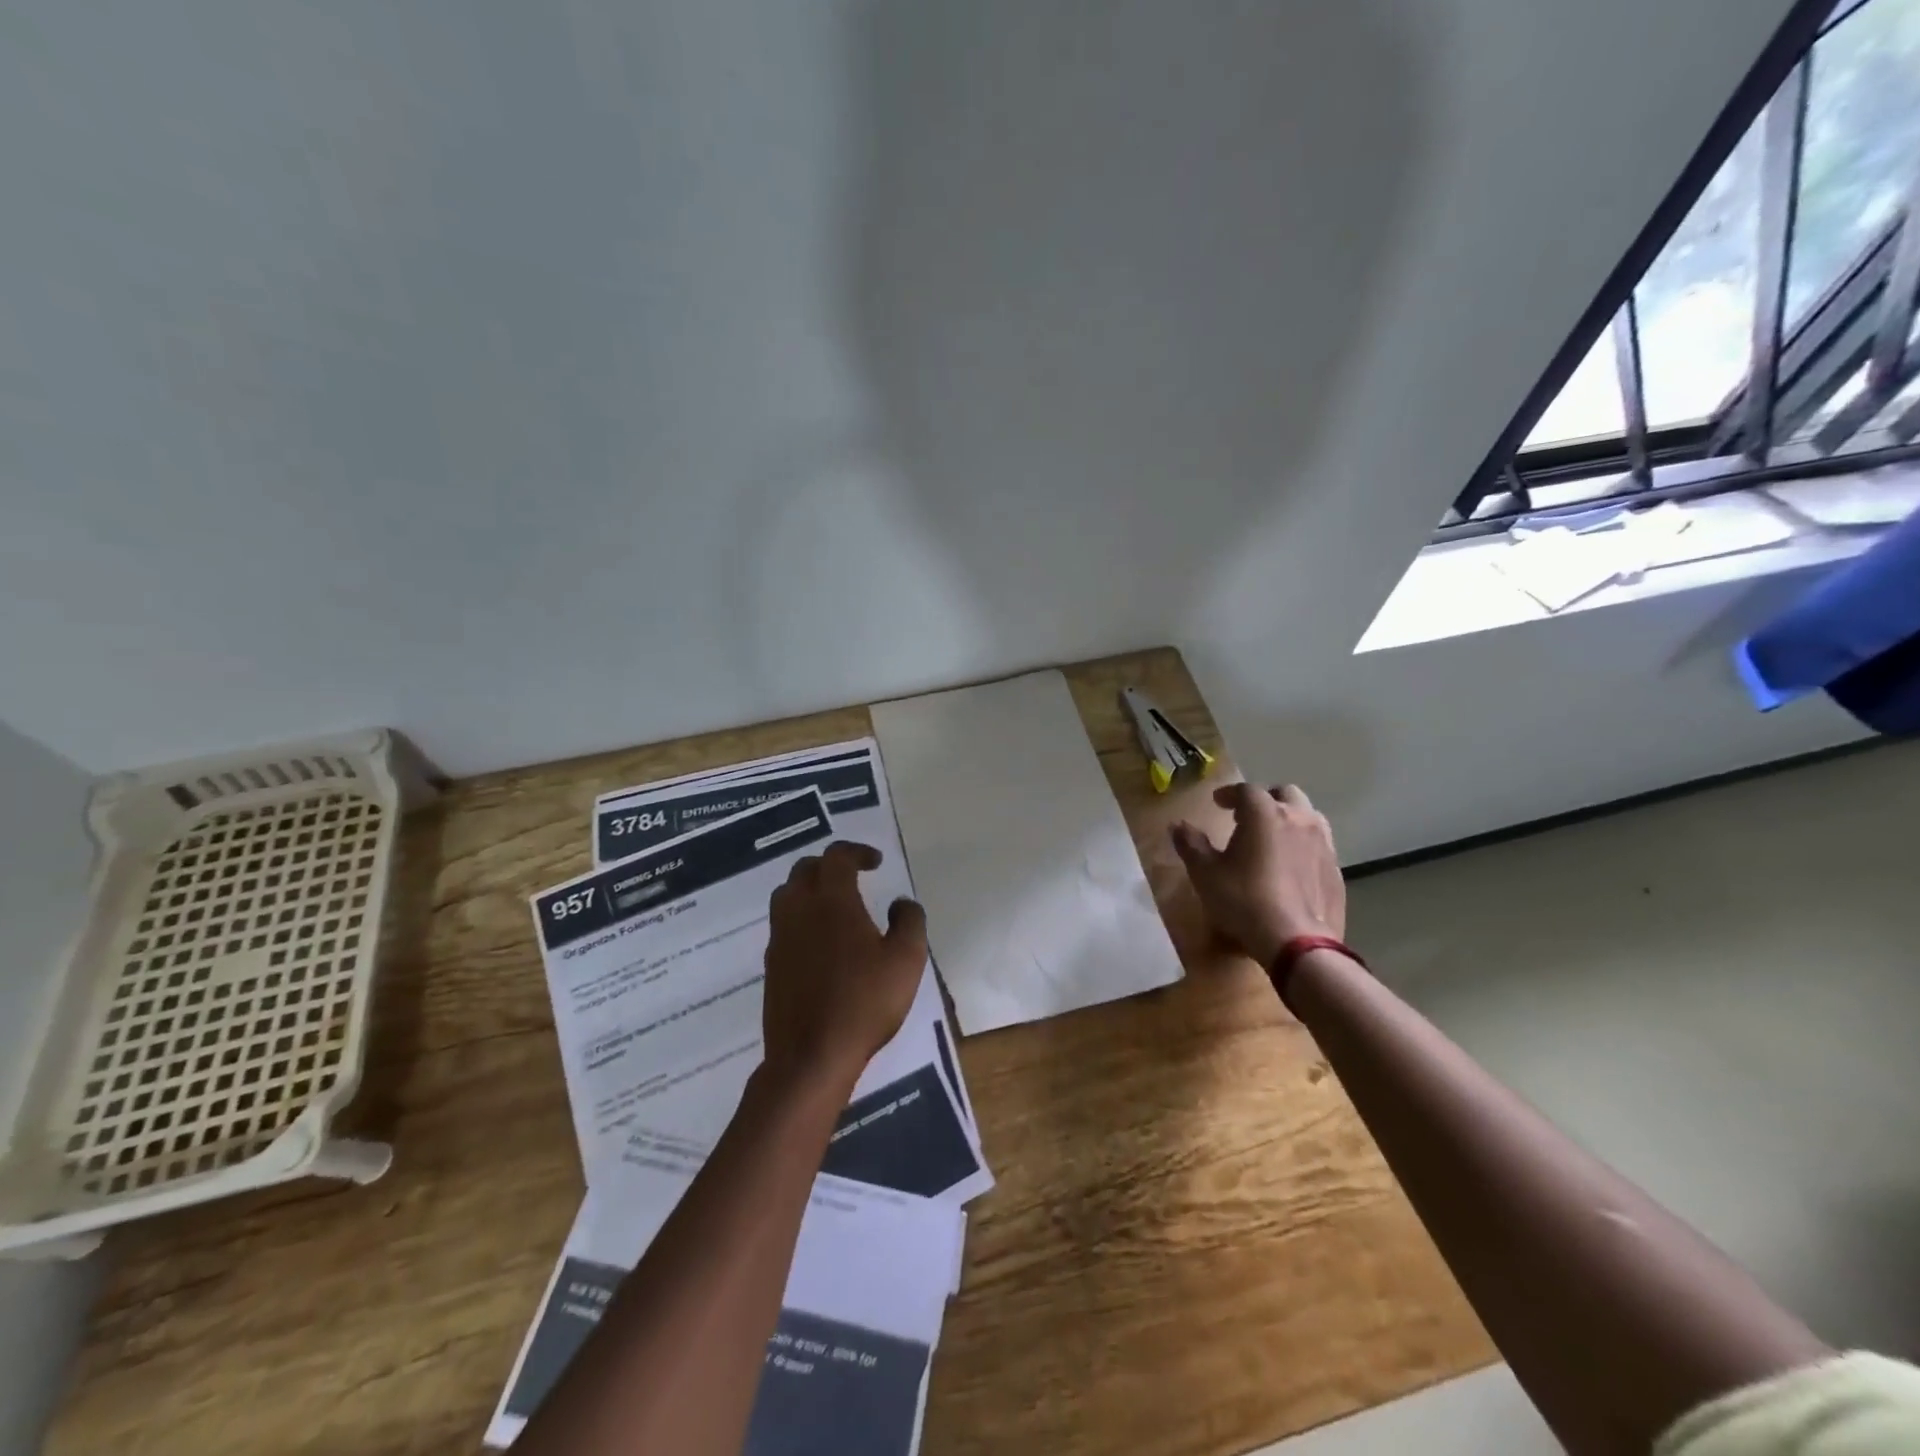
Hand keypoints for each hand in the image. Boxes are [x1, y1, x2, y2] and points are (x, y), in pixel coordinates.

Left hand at [762, 841, 927, 1092]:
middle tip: (854, 877)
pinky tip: (821, 941)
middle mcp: (799, 910)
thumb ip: (909, 921)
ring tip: (835, 905)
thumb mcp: (906, 960)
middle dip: (830, 865)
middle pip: (805, 869)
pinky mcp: (771, 964)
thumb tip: (901, 903)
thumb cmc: (864, 1002)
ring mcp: (779, 937)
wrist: (811, 1056)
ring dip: (810, 889)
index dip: (857, 852)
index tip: (876, 862)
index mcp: (832, 900)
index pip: (837, 856)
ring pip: (787, 894)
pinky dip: (801, 917)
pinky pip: (783, 924)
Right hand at [1169, 782, 1344, 967]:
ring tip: (1272, 838)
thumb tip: (1178, 825)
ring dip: (1289, 819)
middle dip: (1265, 800)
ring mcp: (1323, 843)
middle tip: (1247, 816)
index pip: (1246, 790)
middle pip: (1285, 794)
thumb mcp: (1205, 873)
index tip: (1217, 803)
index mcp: (1264, 814)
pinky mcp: (1336, 869)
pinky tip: (1291, 867)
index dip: (1229, 794)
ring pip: (1308, 816)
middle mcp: (1298, 819)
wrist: (1296, 942)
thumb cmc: (1243, 900)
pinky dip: (1303, 845)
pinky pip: (1319, 845)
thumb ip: (1191, 844)